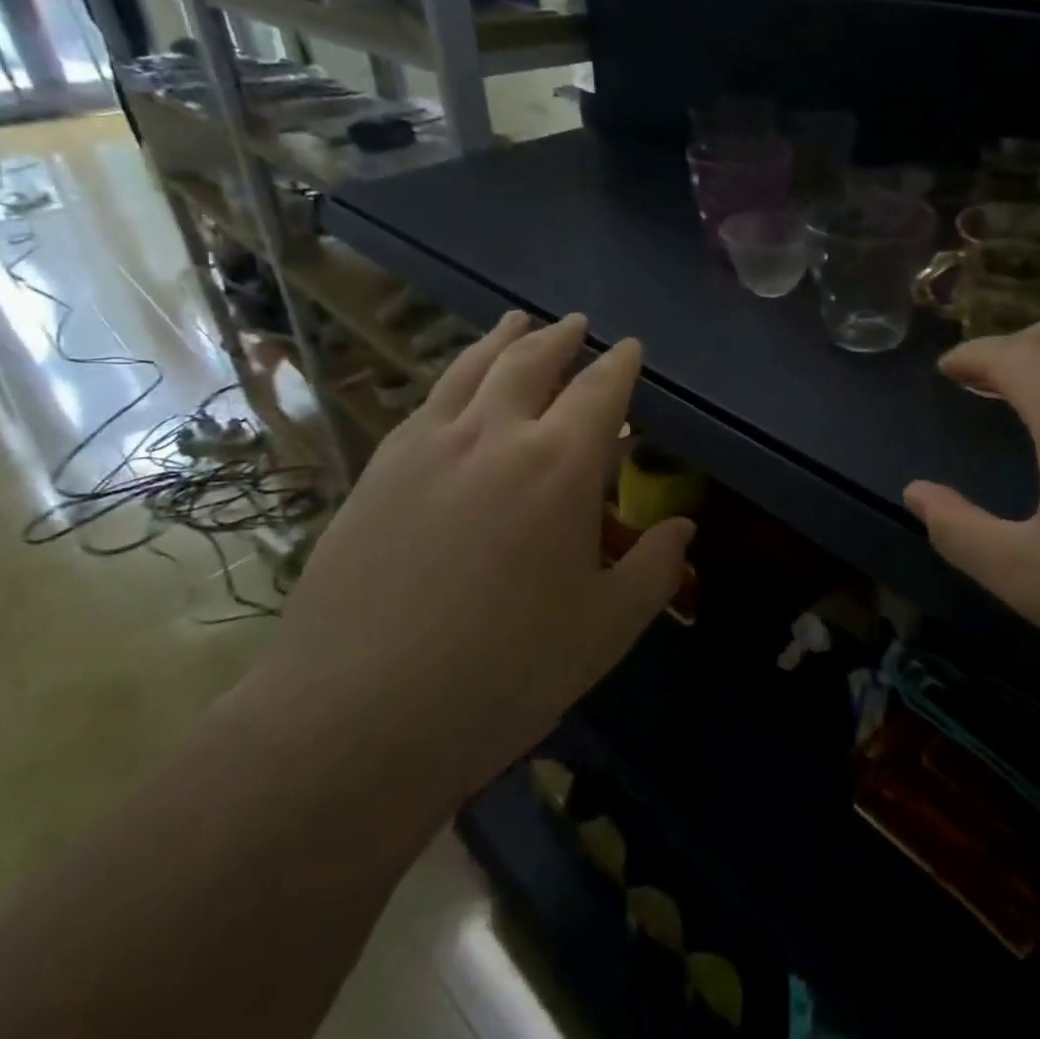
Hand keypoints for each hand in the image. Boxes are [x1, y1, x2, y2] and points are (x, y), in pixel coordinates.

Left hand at [265, 312, 692, 800]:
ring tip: (514, 322)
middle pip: (530, 361)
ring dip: (500, 340)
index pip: (600, 391)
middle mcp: (493, 436)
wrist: (357, 716)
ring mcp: (426, 448)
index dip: (621, 365)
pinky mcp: (377, 473)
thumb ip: (653, 569)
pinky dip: (452, 381)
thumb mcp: (605, 629)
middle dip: (559, 338)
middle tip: (574, 324)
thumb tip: (682, 527)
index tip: (630, 348)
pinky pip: (425, 404)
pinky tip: (453, 390)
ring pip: (470, 370)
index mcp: (559, 465)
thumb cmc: (504, 672)